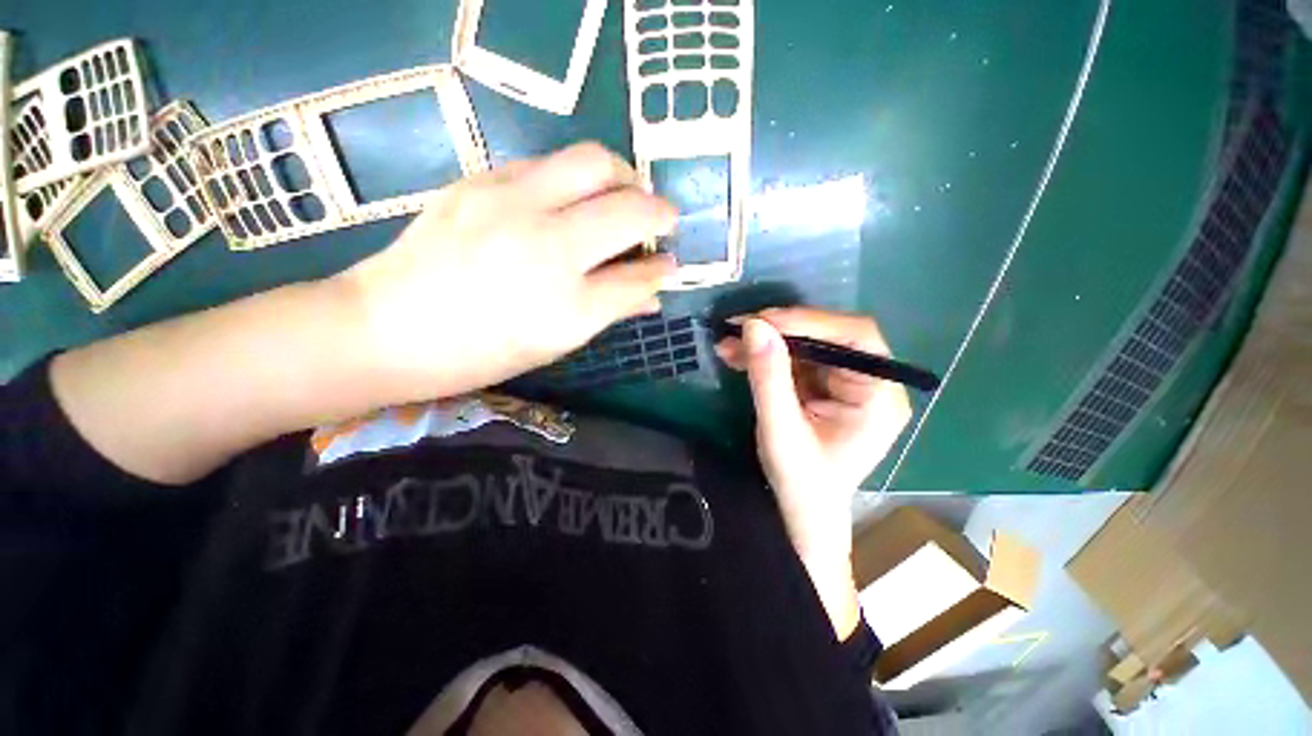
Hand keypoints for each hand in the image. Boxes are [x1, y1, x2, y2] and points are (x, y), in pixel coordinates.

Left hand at [339, 142, 677, 399]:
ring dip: (621, 178)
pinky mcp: (480, 181)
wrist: (386, 329)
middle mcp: (546, 246)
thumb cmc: (480, 353)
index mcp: (566, 306)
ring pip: (593, 162)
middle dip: (657, 209)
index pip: (638, 276)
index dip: (663, 268)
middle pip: (628, 204)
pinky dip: (575, 178)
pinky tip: (568, 200)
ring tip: (620, 198)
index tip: (672, 263)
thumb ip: (611, 310)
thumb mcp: (555, 342)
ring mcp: (510, 203)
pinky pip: (548, 163)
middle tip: (657, 220)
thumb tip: (653, 292)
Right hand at [715, 308, 911, 633]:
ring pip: (806, 346)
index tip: (764, 320)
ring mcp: (844, 385)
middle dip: (780, 330)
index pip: (856, 337)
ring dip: (766, 342)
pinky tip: (737, 356)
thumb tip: (754, 325)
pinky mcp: (822, 388)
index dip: (810, 321)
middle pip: (828, 337)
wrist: (800, 515)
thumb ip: (769, 377)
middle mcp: (868, 383)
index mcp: (878, 397)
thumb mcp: (780, 430)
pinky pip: (793, 361)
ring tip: (728, 343)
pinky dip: (764, 356)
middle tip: (738, 328)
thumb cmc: (801, 483)